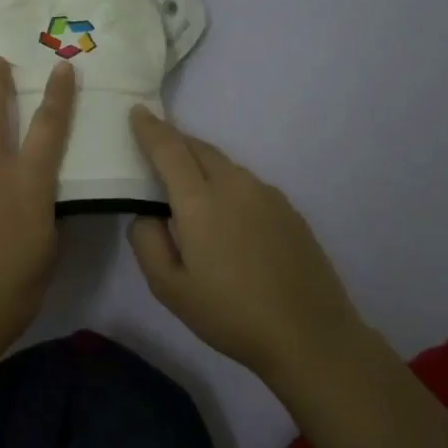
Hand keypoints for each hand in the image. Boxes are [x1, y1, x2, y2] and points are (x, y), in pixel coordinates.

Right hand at [127, 107, 369, 383]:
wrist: (310, 335)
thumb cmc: (230, 314)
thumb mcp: (169, 288)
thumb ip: (147, 241)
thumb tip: (147, 212)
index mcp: (200, 201)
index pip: (168, 148)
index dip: (150, 128)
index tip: (136, 111)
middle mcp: (234, 185)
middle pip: (198, 147)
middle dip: (174, 140)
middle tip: (155, 145)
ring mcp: (266, 194)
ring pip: (225, 163)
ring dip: (200, 162)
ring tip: (188, 184)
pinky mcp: (288, 209)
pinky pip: (246, 182)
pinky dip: (226, 182)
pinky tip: (227, 215)